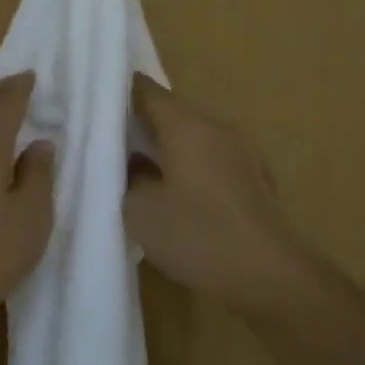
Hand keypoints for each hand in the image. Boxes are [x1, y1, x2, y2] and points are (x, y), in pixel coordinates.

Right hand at [125, 75, 309, 316]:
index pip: (147, 91)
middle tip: (110, 141)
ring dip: (168, 147)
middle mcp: (216, 127)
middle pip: (172, 112)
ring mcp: (241, 151)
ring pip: (194, 136)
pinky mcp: (254, 178)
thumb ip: (128, 177)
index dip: (120, 92)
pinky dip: (191, 167)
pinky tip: (179, 194)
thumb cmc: (198, 234)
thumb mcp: (141, 210)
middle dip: (142, 123)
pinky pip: (213, 159)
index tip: (96, 104)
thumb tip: (132, 163)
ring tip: (140, 168)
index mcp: (186, 124)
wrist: (268, 274)